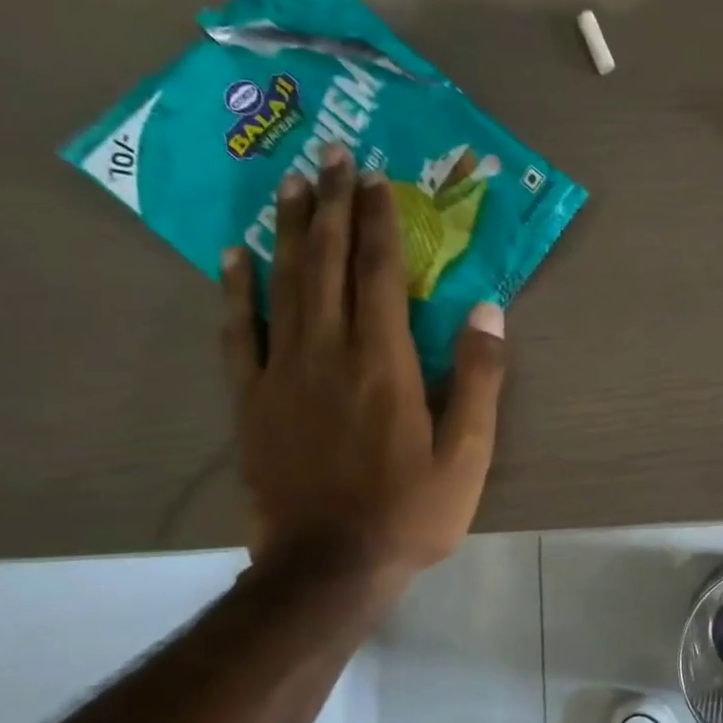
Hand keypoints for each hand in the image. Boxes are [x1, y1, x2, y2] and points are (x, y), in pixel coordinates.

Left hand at [220, 142, 505, 603]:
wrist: (329, 564)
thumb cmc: (410, 511)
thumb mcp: (468, 454)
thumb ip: (479, 378)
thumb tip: (487, 309)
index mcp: (385, 362)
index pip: (382, 273)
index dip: (380, 222)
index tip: (377, 180)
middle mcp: (329, 352)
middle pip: (330, 264)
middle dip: (333, 207)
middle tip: (332, 157)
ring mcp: (281, 373)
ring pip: (284, 284)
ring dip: (291, 230)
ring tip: (291, 185)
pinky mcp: (251, 399)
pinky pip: (238, 331)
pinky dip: (236, 289)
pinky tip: (235, 255)